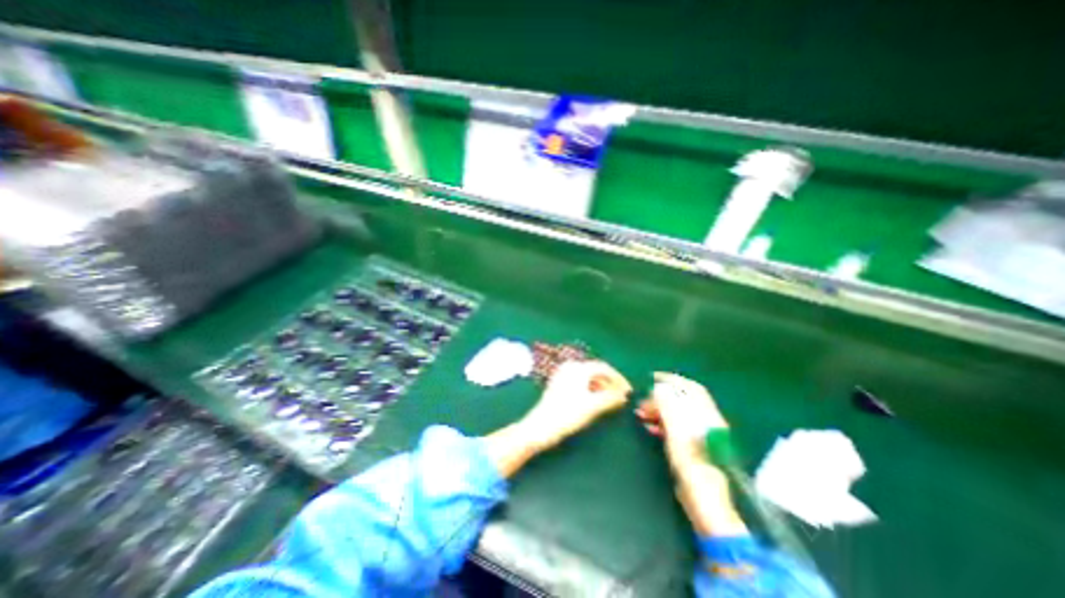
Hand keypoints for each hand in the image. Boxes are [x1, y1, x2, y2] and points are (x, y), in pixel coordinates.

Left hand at [522, 360, 631, 447]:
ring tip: (611, 400)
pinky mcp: (559, 384)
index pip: (603, 368)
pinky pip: (580, 382)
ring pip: (587, 377)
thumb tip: (623, 395)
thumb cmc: (568, 414)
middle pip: (595, 371)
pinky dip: (590, 389)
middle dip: (609, 382)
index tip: (628, 390)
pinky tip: (596, 400)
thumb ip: (610, 398)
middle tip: (621, 396)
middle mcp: (570, 367)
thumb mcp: (593, 406)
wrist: (541, 426)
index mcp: (578, 368)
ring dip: (601, 386)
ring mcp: (563, 374)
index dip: (618, 378)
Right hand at [639, 373, 747, 536]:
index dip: (672, 380)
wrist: (709, 508)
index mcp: (706, 417)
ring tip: (641, 414)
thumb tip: (660, 388)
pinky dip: (662, 423)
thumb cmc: (694, 470)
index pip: (691, 389)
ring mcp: (700, 436)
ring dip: (659, 410)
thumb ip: (670, 411)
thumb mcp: (678, 438)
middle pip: (682, 401)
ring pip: (677, 414)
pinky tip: (650, 428)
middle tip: (641, 404)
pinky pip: (675, 427)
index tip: (652, 378)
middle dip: (660, 398)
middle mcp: (705, 423)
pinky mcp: (694, 448)